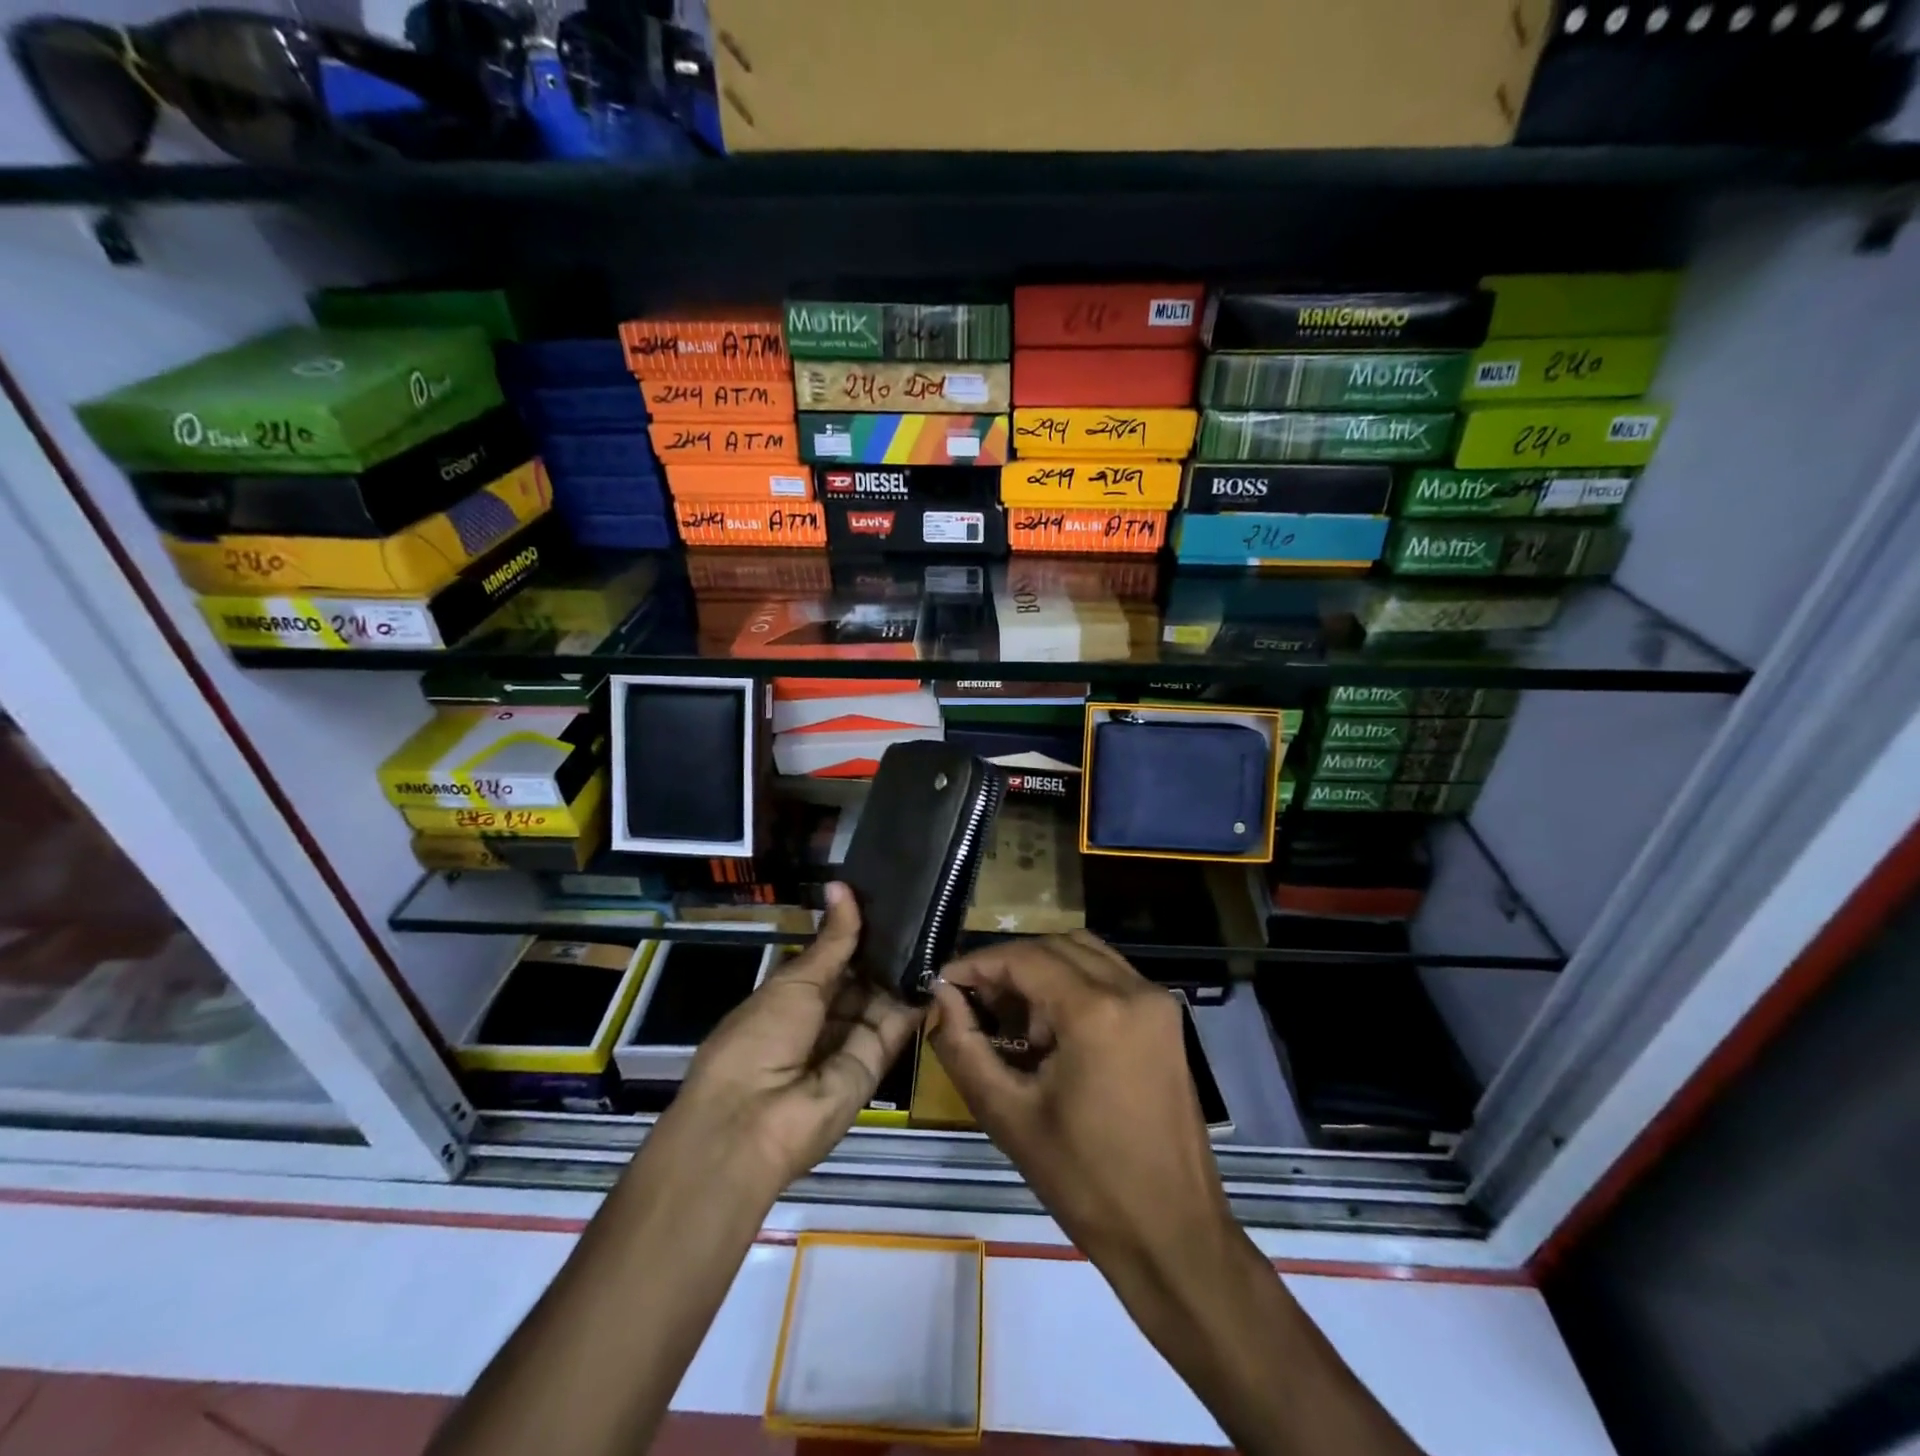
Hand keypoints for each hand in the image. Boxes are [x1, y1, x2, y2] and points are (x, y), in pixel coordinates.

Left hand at [661, 883, 922, 1197]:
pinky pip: (898, 1025)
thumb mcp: (795, 982)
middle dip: (885, 947)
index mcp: (792, 995)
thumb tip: (842, 887)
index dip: (855, 929)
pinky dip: (916, 998)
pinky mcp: (876, 1063)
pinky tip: (938, 963)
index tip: (887, 896)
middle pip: (861, 977)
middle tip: (921, 905)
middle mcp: (823, 1017)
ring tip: (936, 924)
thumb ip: (832, 941)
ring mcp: (850, 1040)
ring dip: (904, 968)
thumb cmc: (758, 1039)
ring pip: (882, 997)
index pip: (832, 956)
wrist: (753, 1123)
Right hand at [927, 932, 1235, 1281]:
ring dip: (1042, 970)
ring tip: (1009, 1015)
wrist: (1174, 1236)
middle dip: (1008, 966)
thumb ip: (964, 1047)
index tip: (943, 984)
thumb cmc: (1086, 1183)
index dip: (977, 963)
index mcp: (1097, 1011)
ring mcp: (1157, 1002)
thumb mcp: (1009, 1116)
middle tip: (973, 1001)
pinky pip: (1110, 976)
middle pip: (1055, 946)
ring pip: (1085, 954)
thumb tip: (940, 998)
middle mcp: (1134, 989)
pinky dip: (1073, 983)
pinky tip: (1050, 1028)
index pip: (1025, 957)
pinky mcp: (1166, 1020)